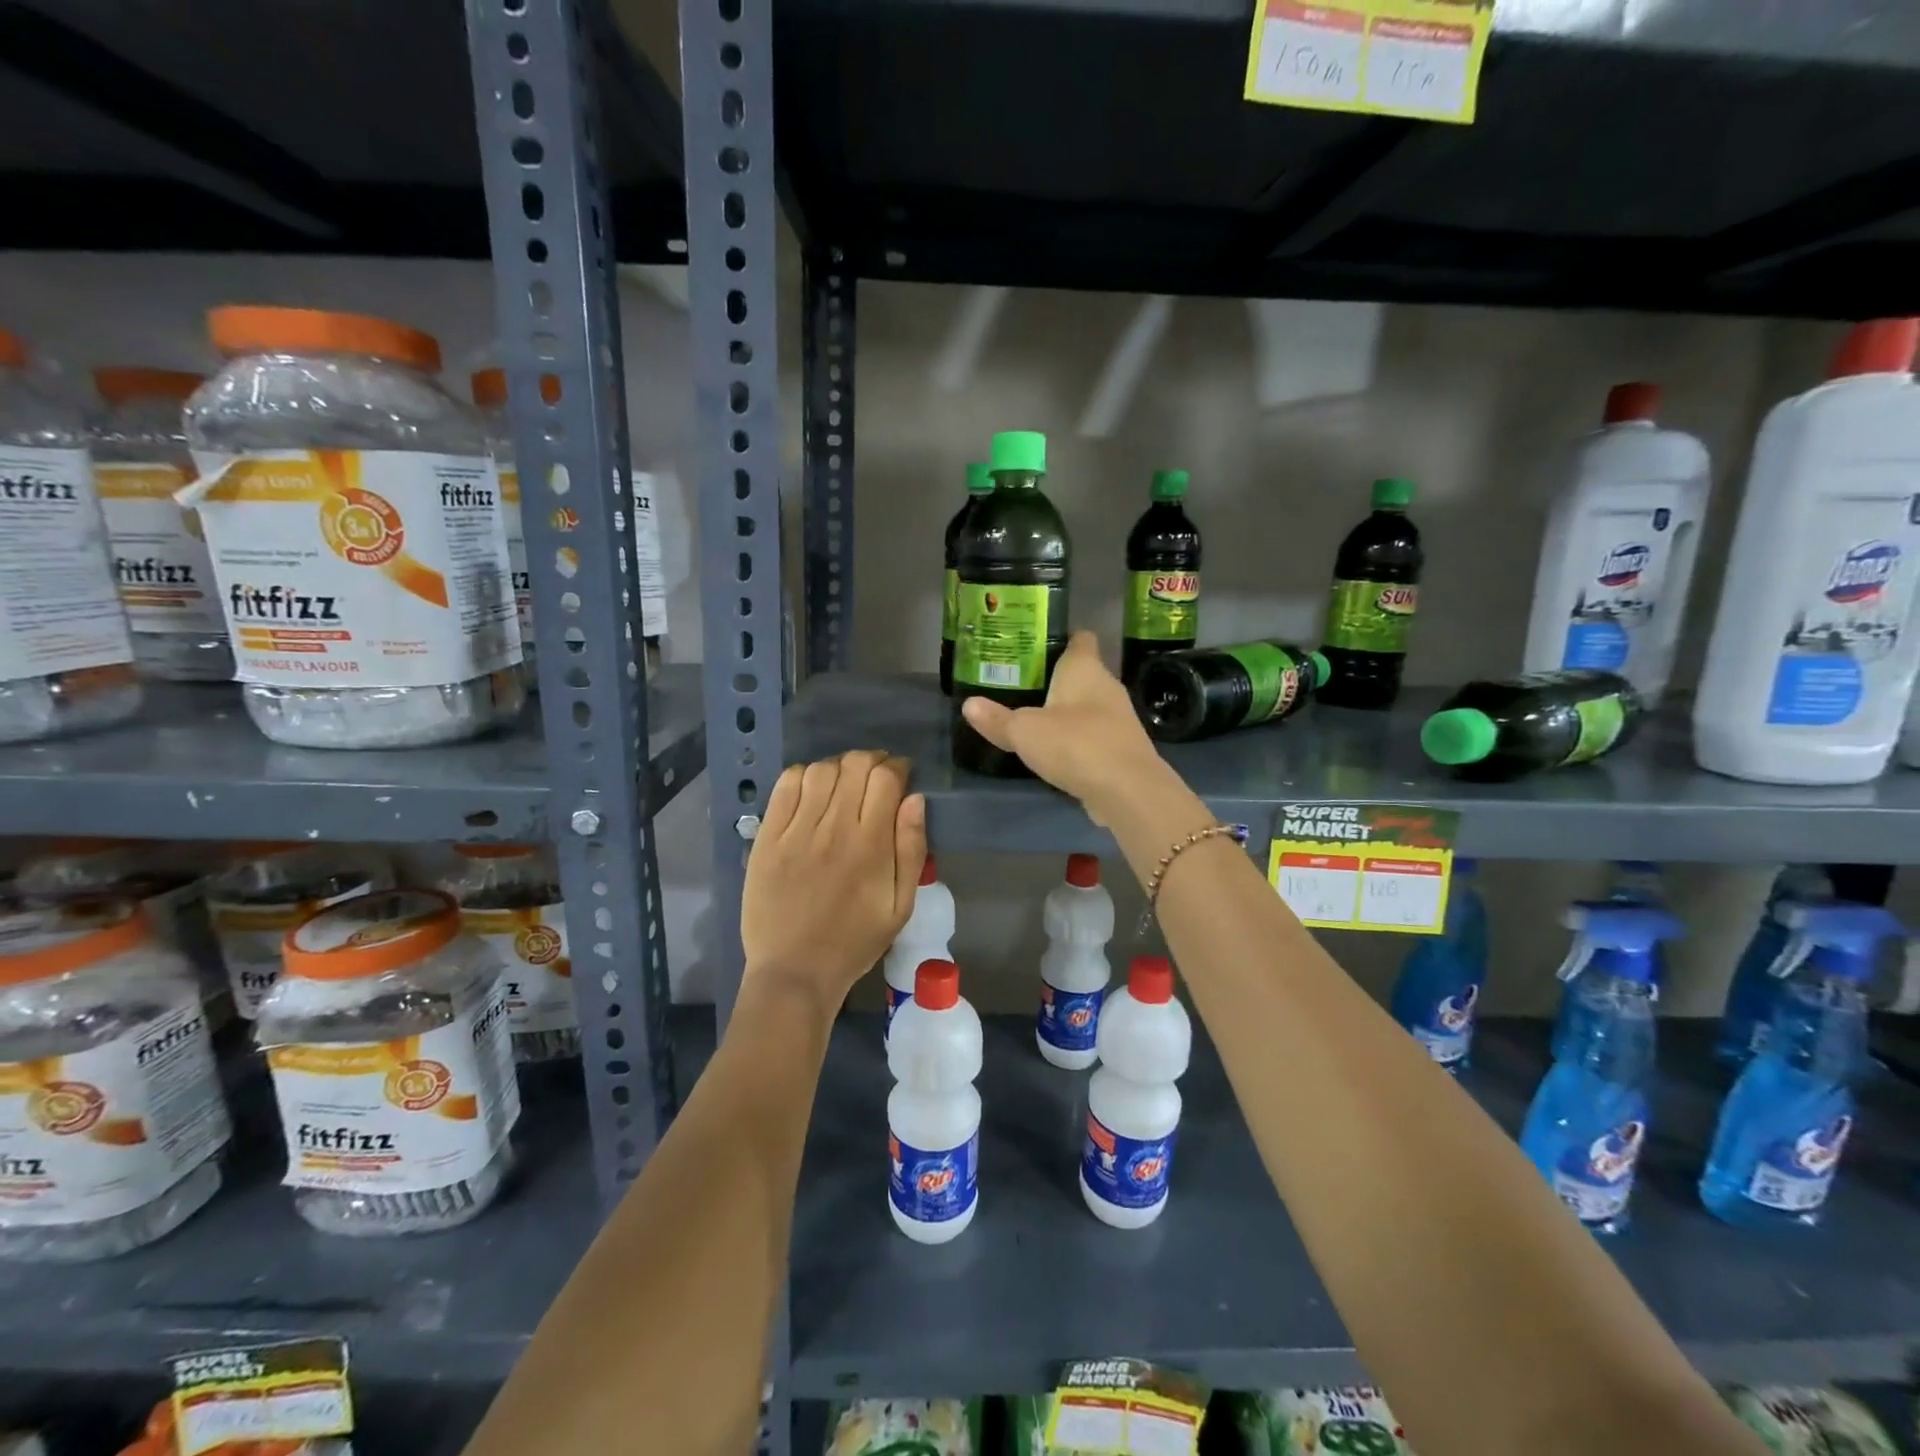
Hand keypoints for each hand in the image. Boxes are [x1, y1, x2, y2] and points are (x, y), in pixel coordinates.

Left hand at [740, 750, 926, 1017]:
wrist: (794, 971)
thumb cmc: (855, 941)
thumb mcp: (900, 905)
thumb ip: (911, 849)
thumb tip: (915, 799)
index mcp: (870, 845)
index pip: (886, 778)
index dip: (897, 767)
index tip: (901, 775)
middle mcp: (833, 828)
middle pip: (854, 765)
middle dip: (872, 761)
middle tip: (875, 776)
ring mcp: (796, 830)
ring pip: (821, 770)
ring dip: (839, 766)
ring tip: (844, 782)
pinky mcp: (767, 837)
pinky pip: (785, 786)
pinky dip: (803, 776)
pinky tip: (812, 790)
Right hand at [960, 631, 1167, 822]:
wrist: (1128, 790)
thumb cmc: (1075, 744)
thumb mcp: (1024, 731)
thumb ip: (997, 719)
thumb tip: (969, 704)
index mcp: (1085, 668)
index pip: (1080, 638)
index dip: (1061, 638)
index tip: (1035, 646)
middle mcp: (1107, 686)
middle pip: (1082, 673)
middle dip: (1056, 678)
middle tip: (1021, 684)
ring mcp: (1119, 718)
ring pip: (1089, 705)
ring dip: (1067, 711)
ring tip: (1035, 717)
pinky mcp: (1122, 749)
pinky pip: (1095, 735)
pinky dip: (1078, 739)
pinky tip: (1057, 751)